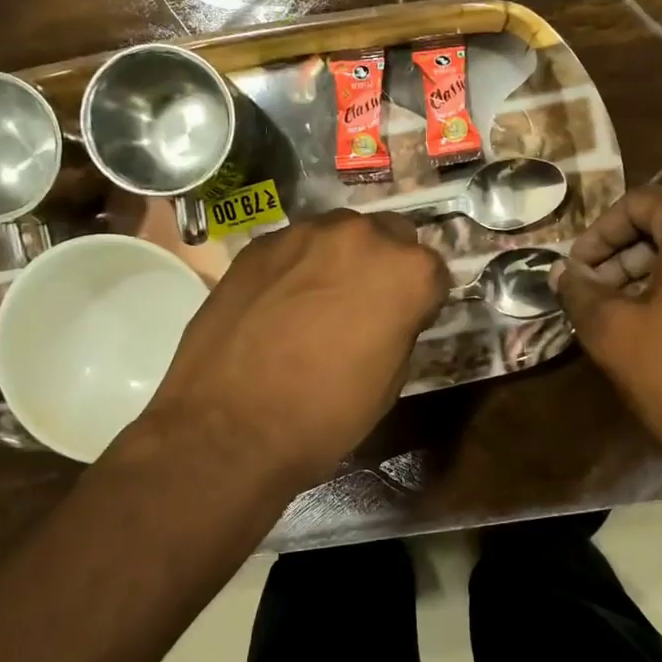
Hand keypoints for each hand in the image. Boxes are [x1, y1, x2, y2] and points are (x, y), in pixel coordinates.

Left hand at [134, 210, 448, 496]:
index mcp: (406, 272)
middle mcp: (361, 236)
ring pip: (339, 234)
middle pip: (389, 236)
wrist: (229, 428)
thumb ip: (400, 327)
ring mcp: (305, 233)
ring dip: (341, 259)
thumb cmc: (324, 415)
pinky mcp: (259, 243)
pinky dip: (298, 266)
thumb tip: (391, 314)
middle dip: (385, 264)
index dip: (421, 298)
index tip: (406, 320)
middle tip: (365, 304)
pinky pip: (295, 246)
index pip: (432, 270)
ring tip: (319, 301)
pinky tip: (280, 303)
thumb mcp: (389, 381)